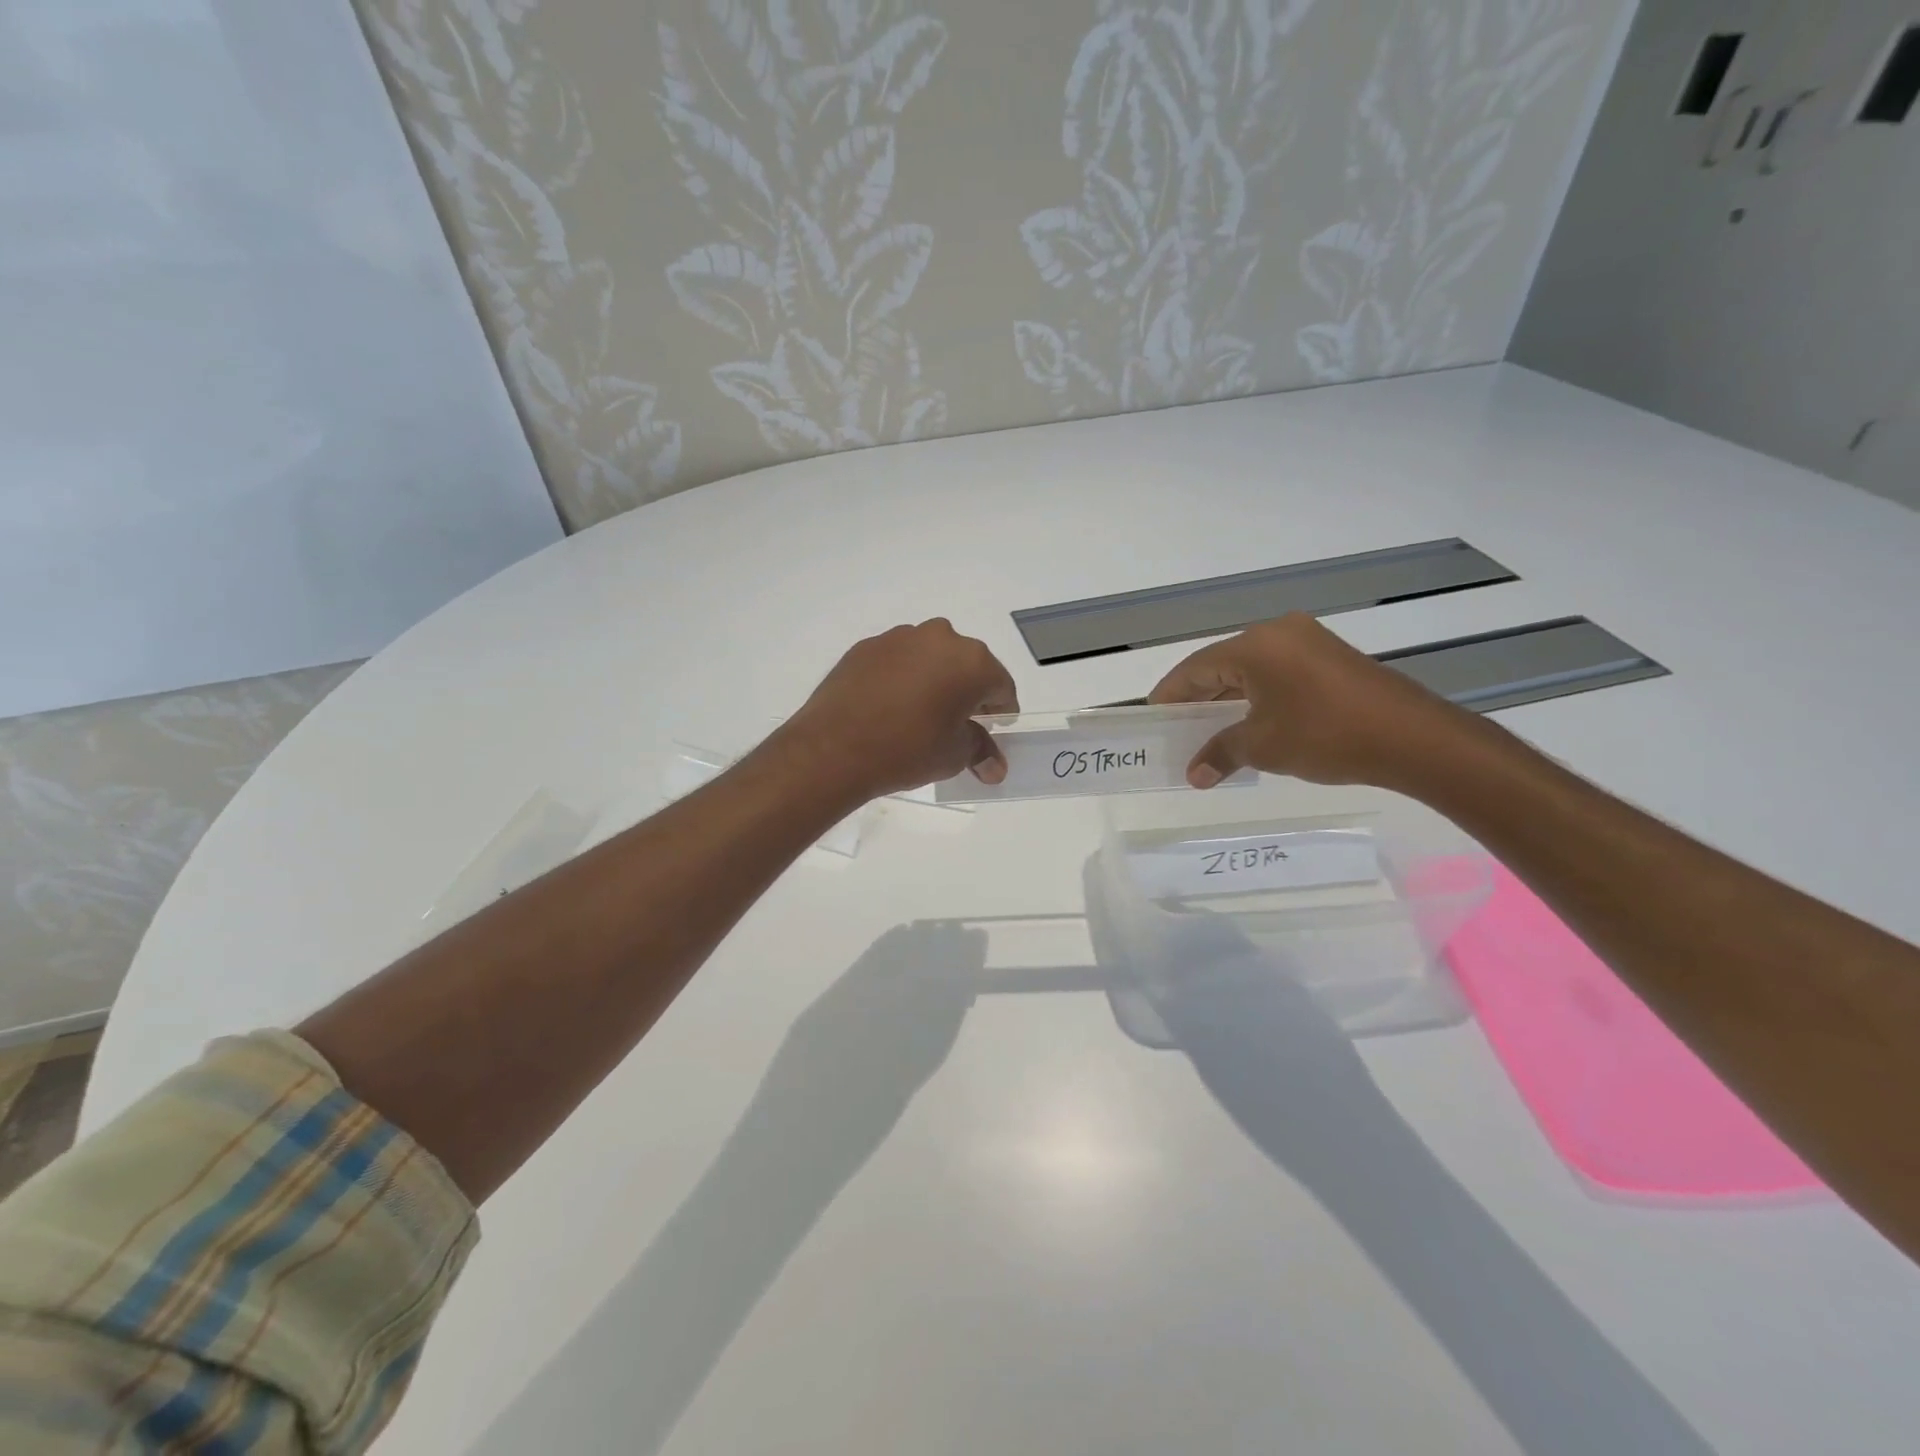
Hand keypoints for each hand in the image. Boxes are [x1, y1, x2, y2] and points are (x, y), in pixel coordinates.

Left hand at [782, 619, 1019, 798]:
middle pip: (966, 665)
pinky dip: (902, 677)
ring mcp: (900, 637)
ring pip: (931, 657)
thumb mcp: (953, 755)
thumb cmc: (908, 749)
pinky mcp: (866, 646)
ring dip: (934, 679)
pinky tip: (890, 705)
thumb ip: (980, 751)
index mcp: (972, 662)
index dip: (1001, 709)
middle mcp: (940, 638)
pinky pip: (898, 660)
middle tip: (958, 721)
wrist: (833, 747)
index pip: (1001, 685)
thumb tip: (995, 767)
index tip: (994, 727)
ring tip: (921, 713)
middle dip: (968, 691)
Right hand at [1148, 613, 1474, 789]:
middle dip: (1198, 698)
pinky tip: (1249, 723)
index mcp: (1255, 645)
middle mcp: (1279, 633)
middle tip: (1177, 728)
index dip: (1170, 695)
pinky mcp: (1330, 658)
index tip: (1152, 717)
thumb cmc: (1327, 735)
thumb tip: (1194, 775)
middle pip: (1221, 665)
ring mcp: (1308, 642)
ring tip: (1208, 731)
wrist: (1414, 738)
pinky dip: (1256, 696)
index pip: (1195, 668)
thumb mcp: (1264, 747)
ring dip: (1227, 700)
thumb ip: (1221, 753)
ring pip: (1250, 669)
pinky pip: (1277, 673)